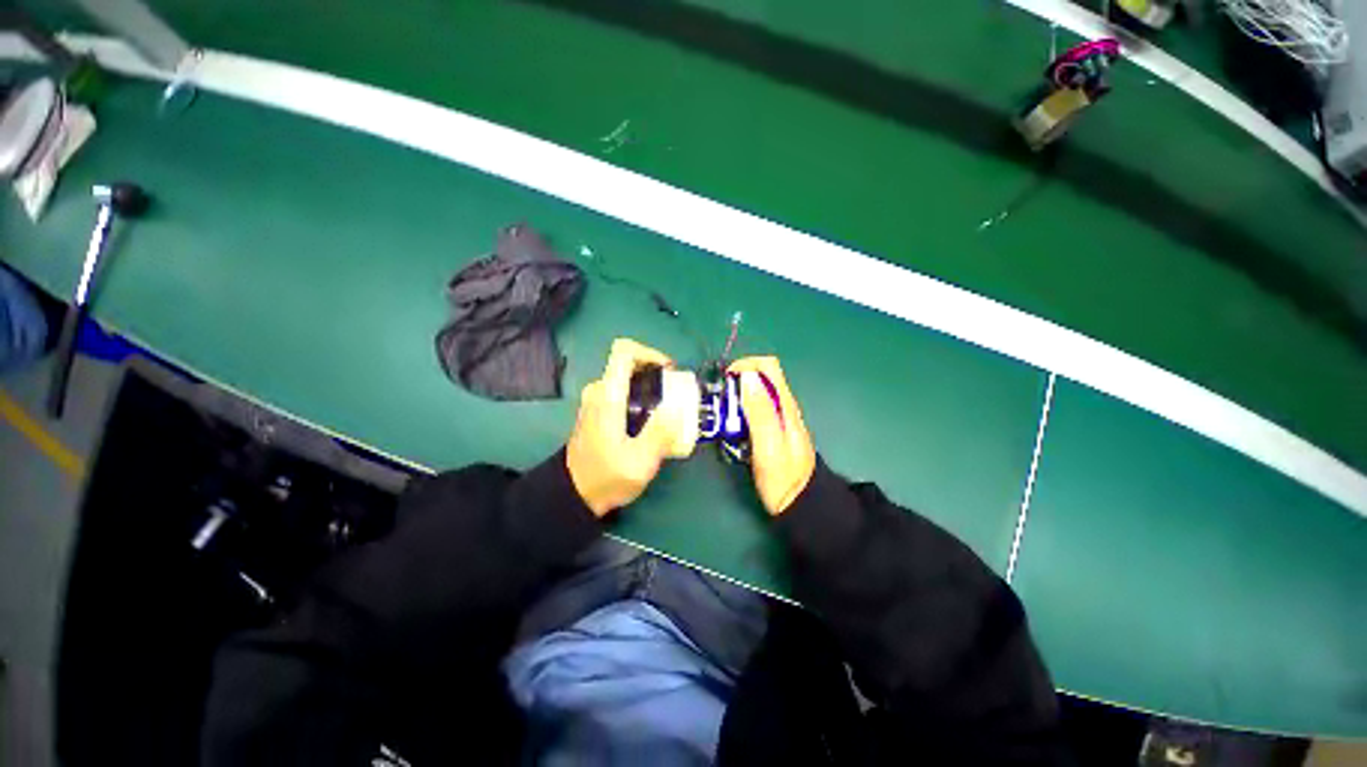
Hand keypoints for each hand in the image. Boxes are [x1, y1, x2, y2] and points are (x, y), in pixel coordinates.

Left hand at [567, 338, 676, 515]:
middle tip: (676, 394)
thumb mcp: (639, 463)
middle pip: (630, 363)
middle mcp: (599, 391)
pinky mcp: (597, 410)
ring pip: (627, 377)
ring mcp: (595, 400)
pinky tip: (652, 419)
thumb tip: (677, 408)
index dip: (650, 353)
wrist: (573, 495)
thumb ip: (660, 434)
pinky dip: (641, 395)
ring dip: (650, 386)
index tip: (669, 371)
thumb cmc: (605, 478)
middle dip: (656, 373)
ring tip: (669, 408)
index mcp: (608, 396)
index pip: (624, 351)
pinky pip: (622, 390)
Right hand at [728, 357, 815, 515]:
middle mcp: (783, 406)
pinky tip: (734, 427)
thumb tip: (748, 377)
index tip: (727, 381)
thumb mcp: (768, 445)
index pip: (768, 366)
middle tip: (722, 403)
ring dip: (738, 397)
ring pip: (756, 393)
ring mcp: (779, 417)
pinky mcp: (772, 428)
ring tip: (724, 416)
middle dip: (738, 382)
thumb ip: (759, 411)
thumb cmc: (783, 478)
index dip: (746, 365)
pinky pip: (755, 409)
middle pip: (760, 377)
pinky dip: (741, 411)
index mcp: (784, 405)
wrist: (800, 504)